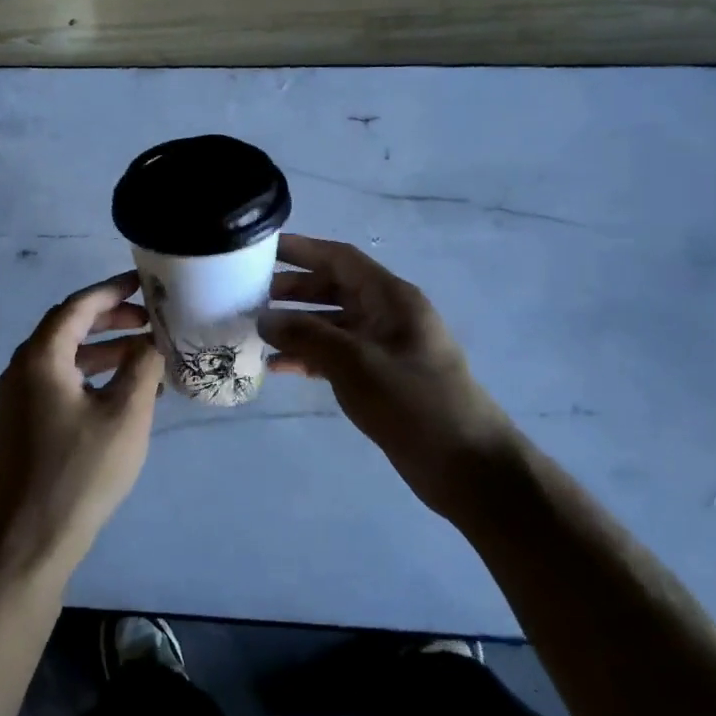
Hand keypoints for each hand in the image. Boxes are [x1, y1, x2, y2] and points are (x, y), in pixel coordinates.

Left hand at [0, 272, 165, 578]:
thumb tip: (153, 340)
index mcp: (41, 358)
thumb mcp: (125, 414)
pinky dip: (91, 377)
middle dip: (112, 321)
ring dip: (105, 351)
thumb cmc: (81, 471)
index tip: (143, 284)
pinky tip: (124, 393)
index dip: (112, 291)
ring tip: (146, 356)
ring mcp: (19, 397)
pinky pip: (60, 382)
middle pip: (69, 328)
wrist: (31, 539)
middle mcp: (22, 368)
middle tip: (150, 322)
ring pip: (66, 357)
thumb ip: (142, 367)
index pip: (77, 307)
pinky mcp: (23, 422)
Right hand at [259, 233, 516, 512]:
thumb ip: (307, 336)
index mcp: (391, 298)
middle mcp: (386, 314)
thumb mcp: (356, 364)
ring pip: (331, 323)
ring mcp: (383, 346)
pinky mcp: (379, 377)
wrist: (467, 466)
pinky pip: (336, 355)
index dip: (301, 249)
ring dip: (296, 326)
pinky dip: (308, 356)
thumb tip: (263, 318)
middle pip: (333, 288)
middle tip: (248, 295)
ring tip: (255, 331)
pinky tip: (277, 367)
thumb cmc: (414, 402)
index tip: (261, 248)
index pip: (340, 258)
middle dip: (292, 289)